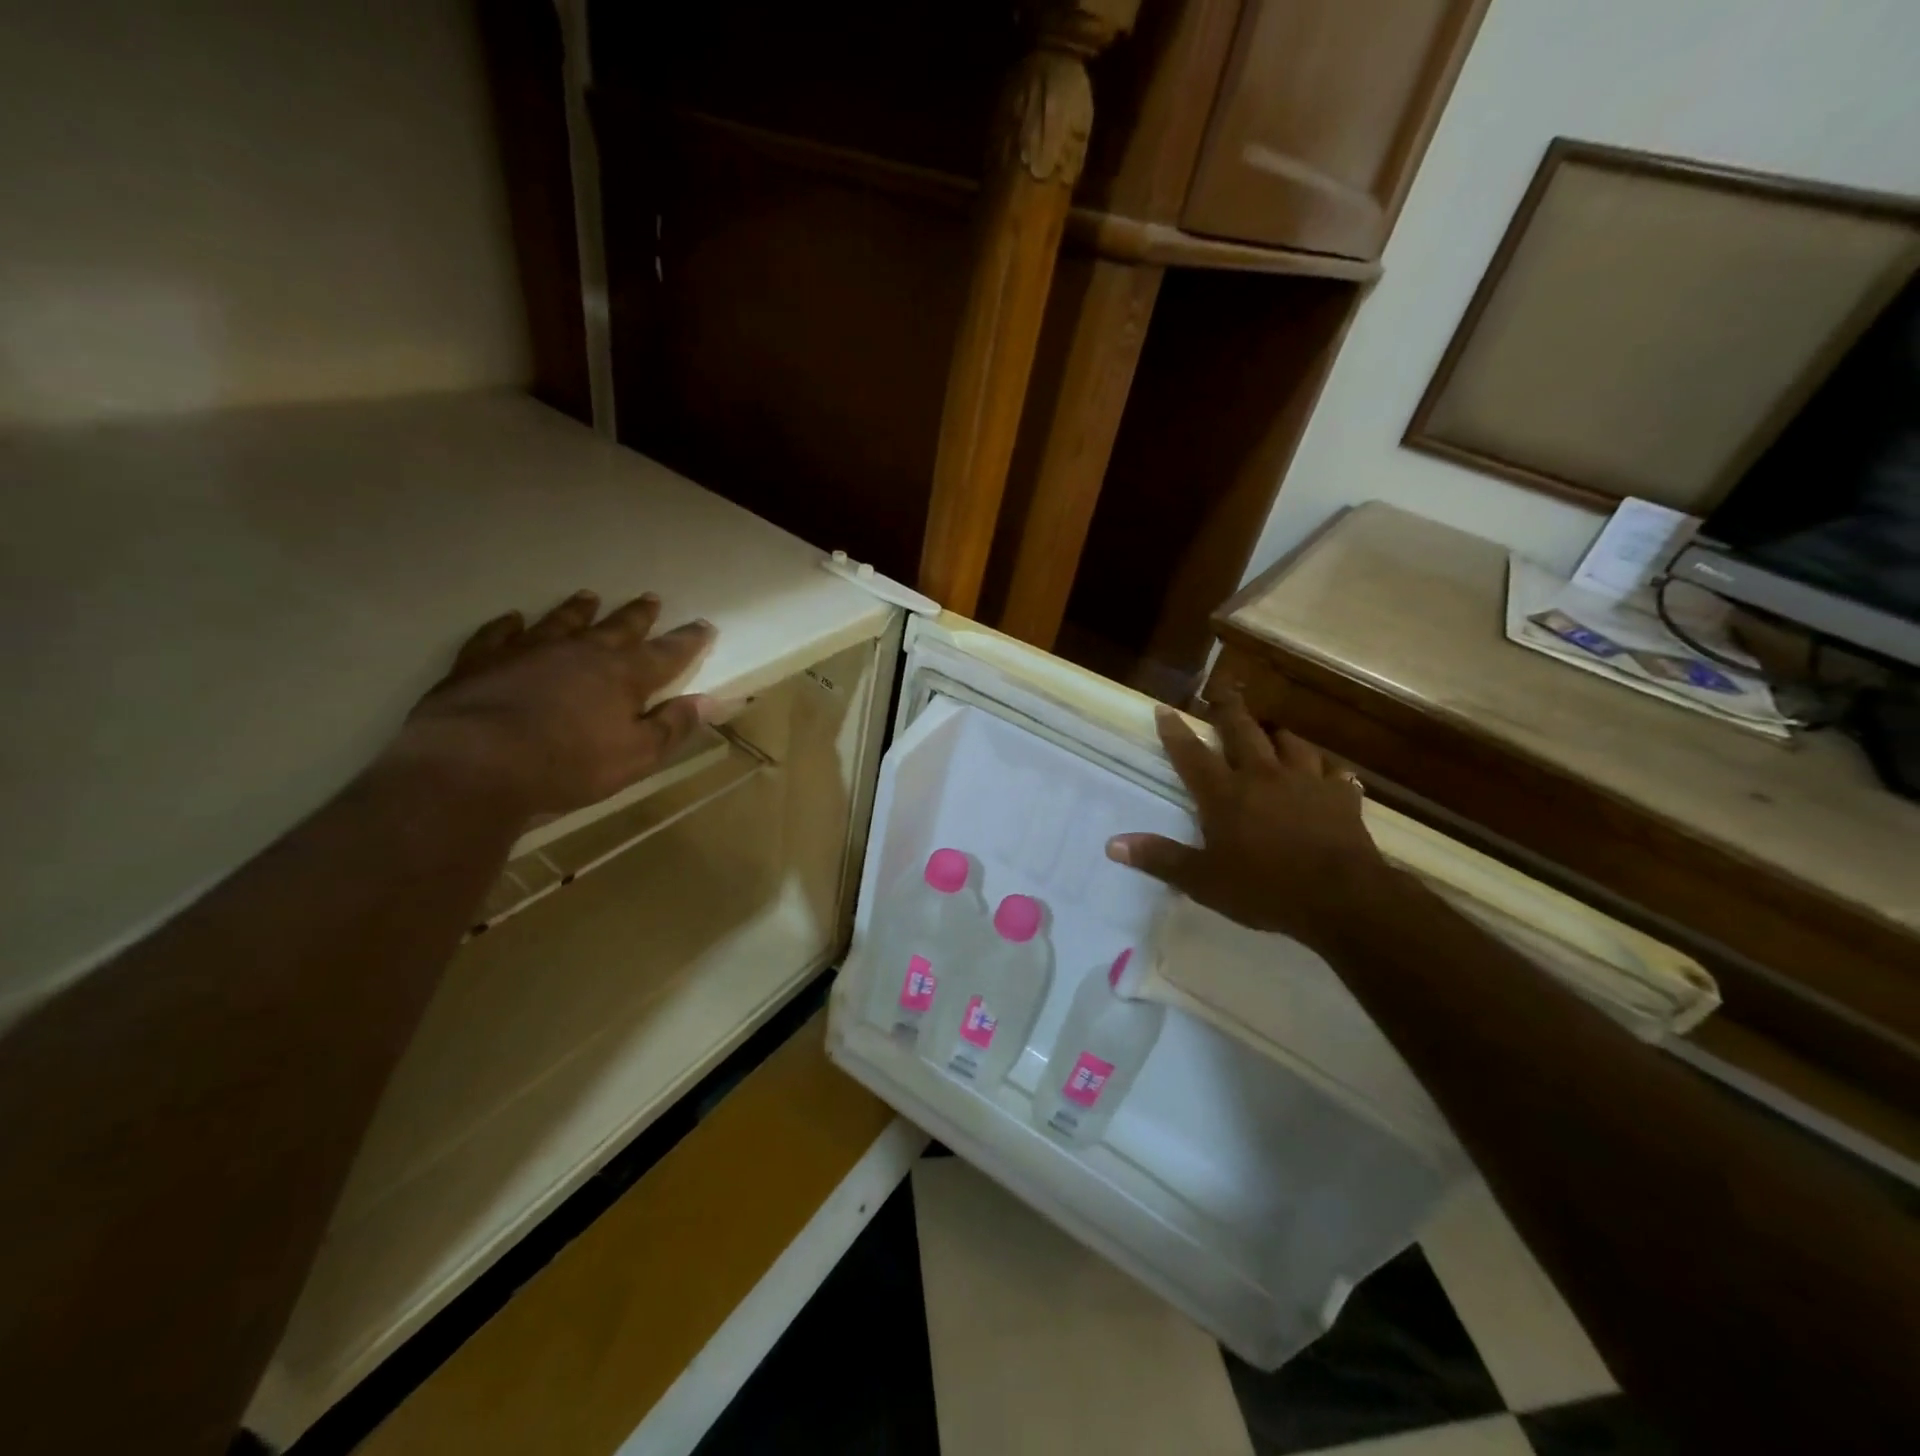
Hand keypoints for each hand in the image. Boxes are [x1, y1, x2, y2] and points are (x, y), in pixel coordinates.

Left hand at [394, 589, 715, 817]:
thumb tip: (710, 701)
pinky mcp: (482, 661)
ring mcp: (529, 651)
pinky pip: (498, 634)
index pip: (667, 653)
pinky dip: (507, 625)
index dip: (688, 640)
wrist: (476, 764)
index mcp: (623, 675)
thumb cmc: (569, 765)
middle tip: (650, 598)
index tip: (704, 625)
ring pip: (561, 621)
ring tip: (589, 596)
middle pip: (617, 628)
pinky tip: (512, 619)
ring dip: (578, 610)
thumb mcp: (636, 755)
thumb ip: (672, 726)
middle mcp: (580, 652)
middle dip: (638, 615)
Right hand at [1105, 695, 1389, 953]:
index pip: (1192, 754)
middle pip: (1242, 731)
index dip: (1175, 731)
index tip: (1164, 708)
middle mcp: (1263, 776)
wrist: (1342, 898)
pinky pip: (1334, 772)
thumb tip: (1112, 844)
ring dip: (1277, 735)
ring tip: (1271, 731)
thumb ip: (1160, 858)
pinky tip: (1326, 772)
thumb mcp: (1203, 881)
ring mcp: (1306, 782)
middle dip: (1228, 708)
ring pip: (1290, 744)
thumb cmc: (1265, 889)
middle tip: (1220, 689)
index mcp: (1225, 794)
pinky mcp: (1342, 796)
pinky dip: (1326, 769)